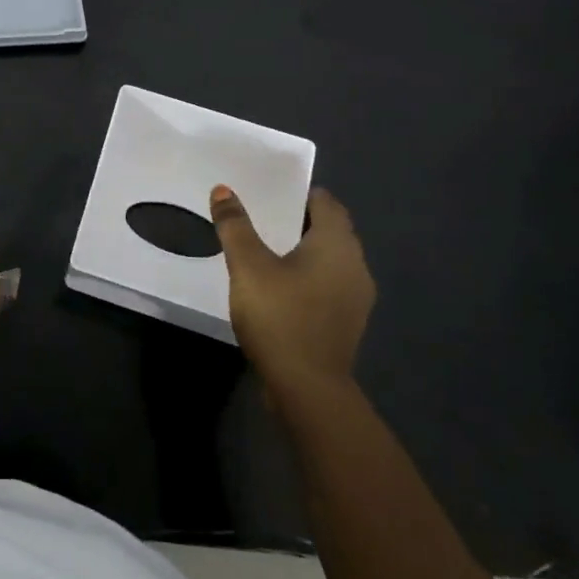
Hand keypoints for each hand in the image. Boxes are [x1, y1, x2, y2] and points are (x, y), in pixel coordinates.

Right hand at [210, 185, 374, 390]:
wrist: (308, 388)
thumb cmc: (280, 316)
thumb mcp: (248, 266)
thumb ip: (235, 226)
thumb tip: (223, 190)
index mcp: (337, 245)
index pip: (326, 204)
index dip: (300, 194)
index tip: (271, 192)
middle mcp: (355, 265)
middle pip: (330, 230)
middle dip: (300, 220)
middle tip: (262, 215)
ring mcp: (355, 297)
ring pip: (330, 259)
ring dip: (304, 250)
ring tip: (266, 249)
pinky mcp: (346, 322)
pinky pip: (328, 284)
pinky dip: (307, 276)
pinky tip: (279, 286)